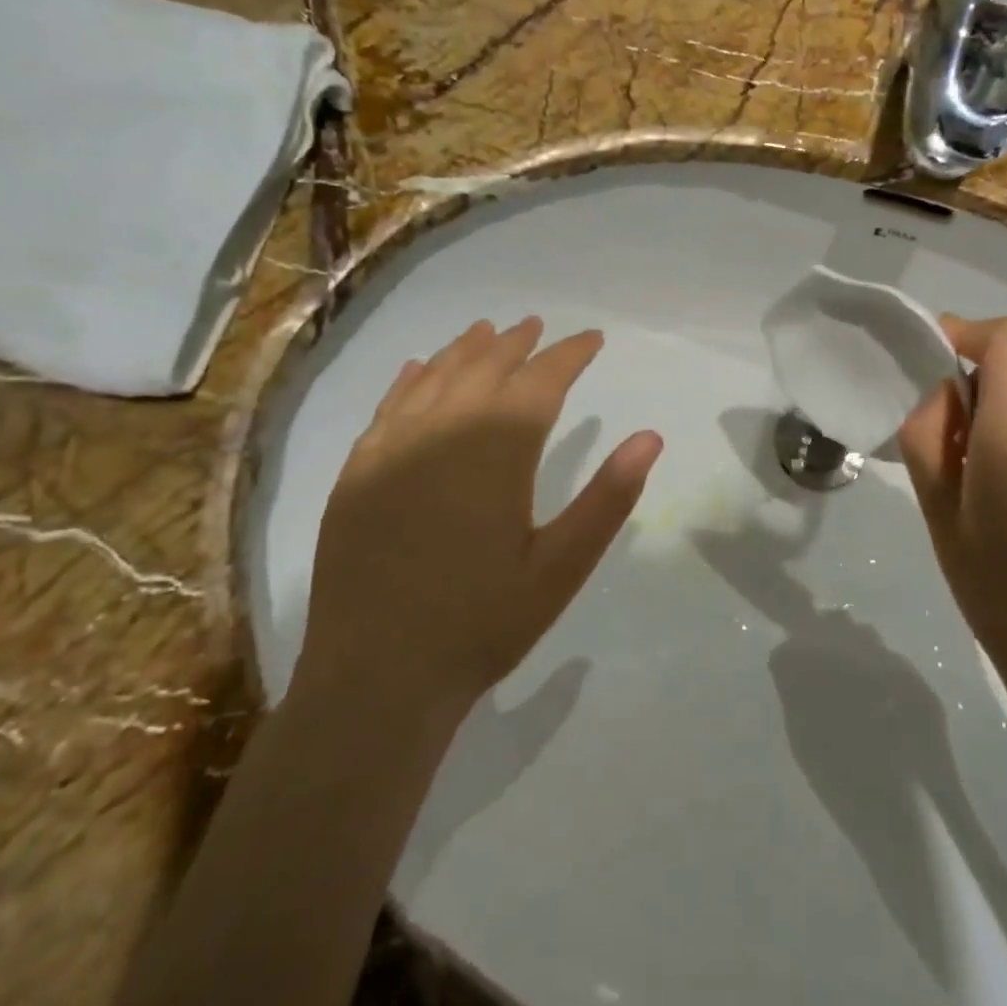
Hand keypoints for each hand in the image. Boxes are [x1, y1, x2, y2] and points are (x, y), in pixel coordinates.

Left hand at [298, 318, 661, 727]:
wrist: (377, 678)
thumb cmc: (482, 623)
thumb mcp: (562, 567)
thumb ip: (608, 498)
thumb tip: (650, 437)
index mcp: (496, 453)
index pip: (541, 381)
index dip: (569, 354)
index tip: (592, 339)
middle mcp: (442, 434)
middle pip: (485, 368)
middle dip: (517, 344)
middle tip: (538, 327)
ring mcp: (390, 451)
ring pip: (433, 379)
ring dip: (464, 351)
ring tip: (487, 331)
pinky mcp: (356, 475)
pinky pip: (387, 409)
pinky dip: (409, 381)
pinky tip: (417, 369)